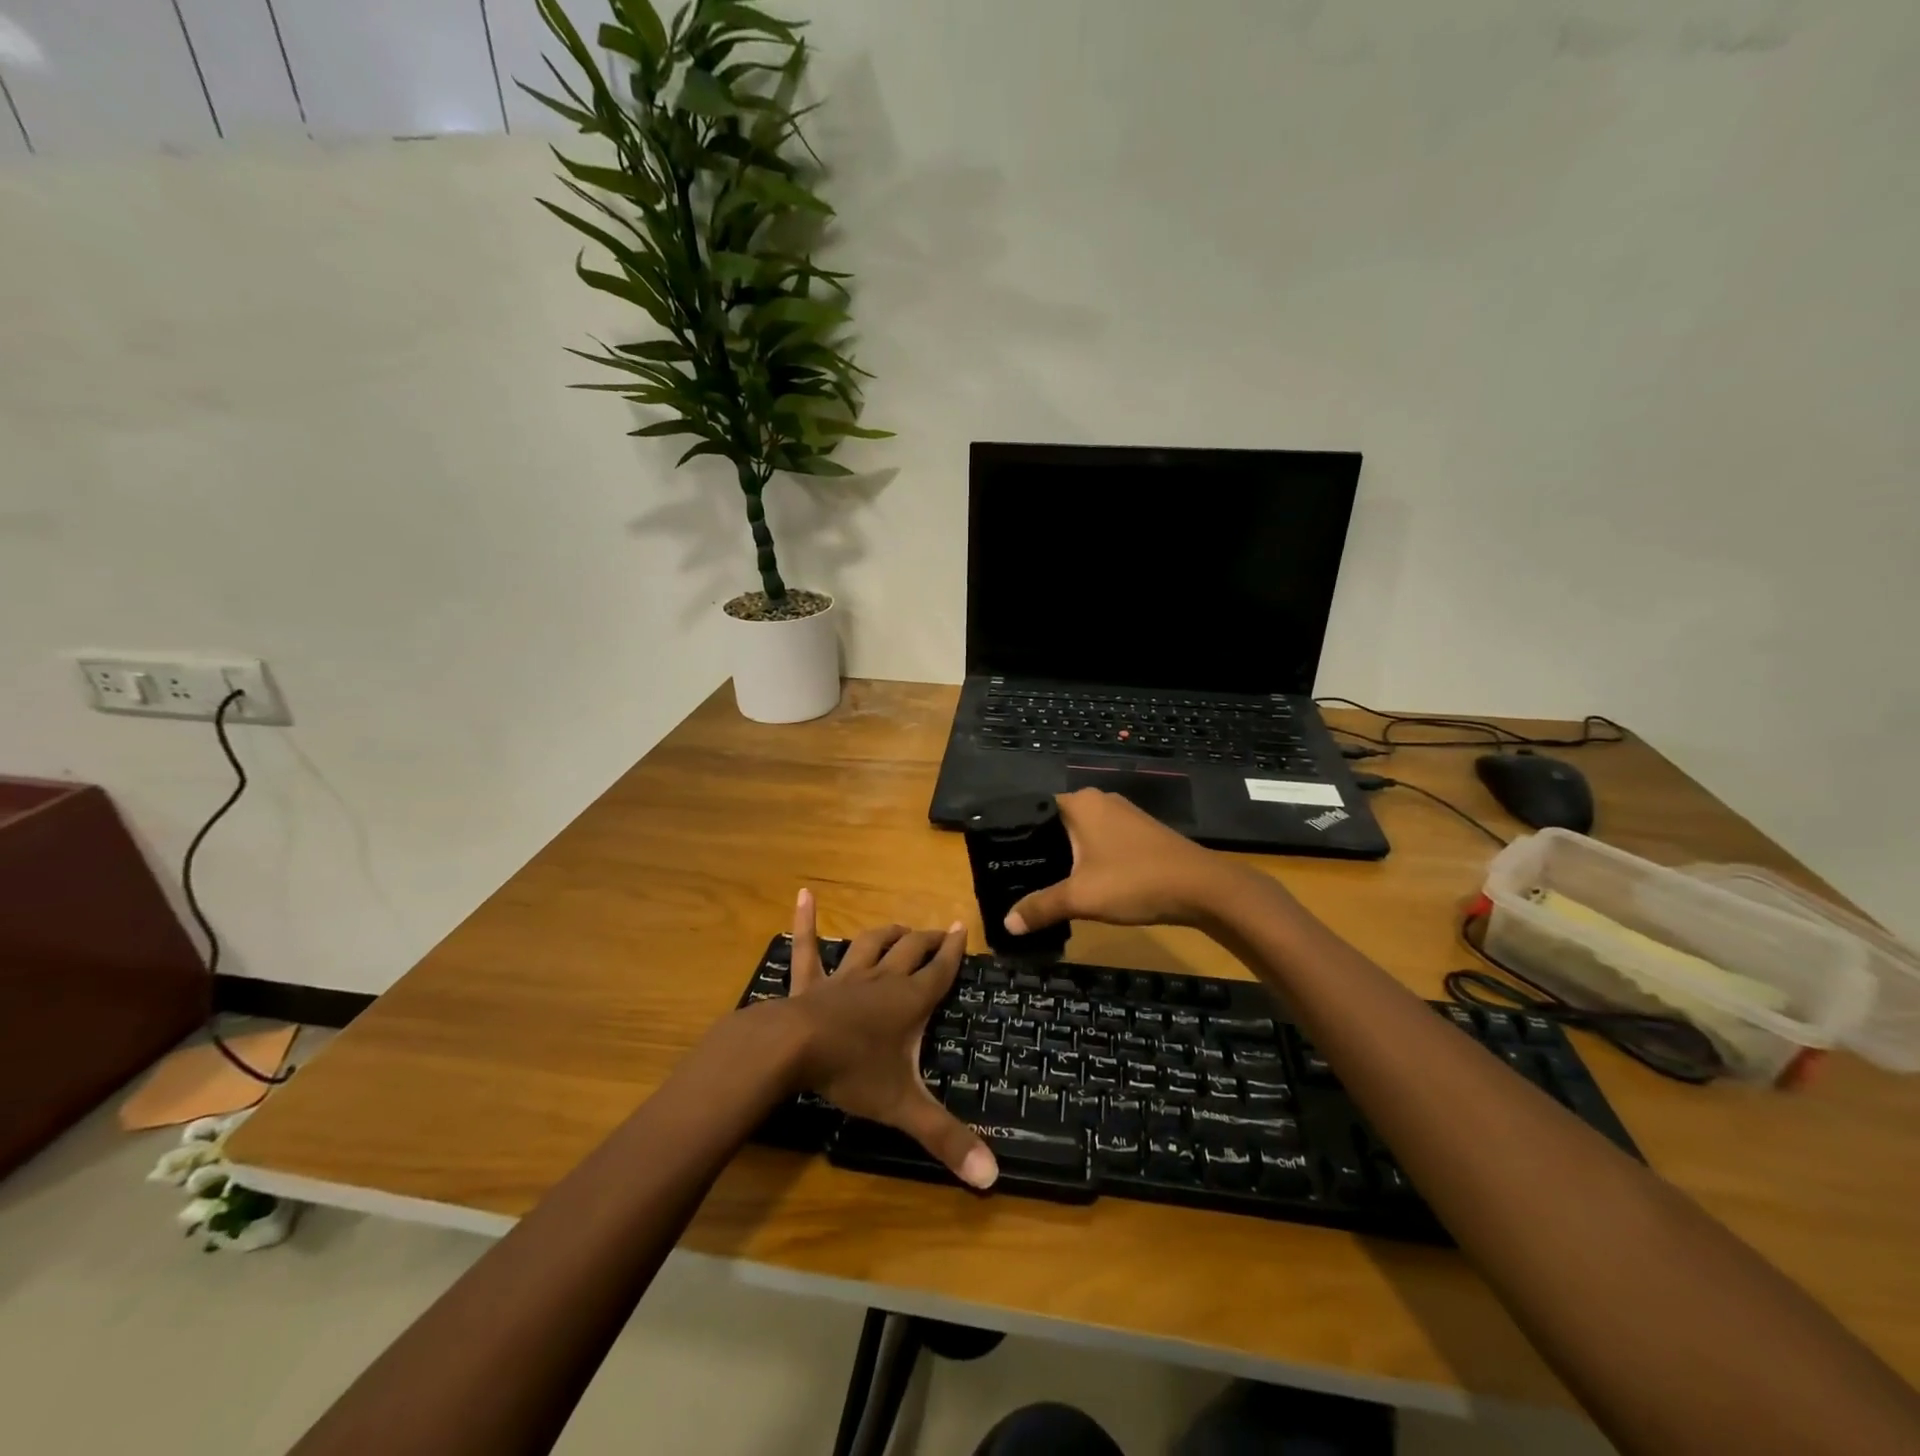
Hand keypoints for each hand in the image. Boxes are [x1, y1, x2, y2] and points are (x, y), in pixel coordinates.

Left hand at [784, 890, 997, 1189]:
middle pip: (910, 950)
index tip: (962, 928)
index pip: (940, 971)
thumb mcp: (904, 1107)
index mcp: (909, 1002)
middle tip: (939, 932)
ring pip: (870, 945)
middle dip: (927, 940)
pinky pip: (808, 946)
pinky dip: (806, 921)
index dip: (954, 951)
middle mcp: (882, 981)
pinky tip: (804, 895)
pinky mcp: (810, 982)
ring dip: (887, 934)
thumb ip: (946, 1138)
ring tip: (899, 927)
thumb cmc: (853, 1072)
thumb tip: (993, 1178)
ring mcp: (844, 977)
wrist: (793, 1049)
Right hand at [1004, 789, 1246, 934]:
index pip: (1033, 811)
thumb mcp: (1081, 898)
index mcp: (1080, 803)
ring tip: (1041, 883)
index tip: (999, 861)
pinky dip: (1087, 859)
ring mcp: (1123, 816)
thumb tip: (1006, 923)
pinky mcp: (1139, 833)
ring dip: (1065, 857)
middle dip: (1038, 850)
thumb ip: (1040, 907)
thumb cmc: (1135, 881)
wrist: (1203, 888)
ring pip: (1080, 834)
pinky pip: (1100, 841)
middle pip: (1056, 824)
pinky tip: (1081, 883)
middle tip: (1015, 877)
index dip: (1015, 836)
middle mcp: (1099, 800)